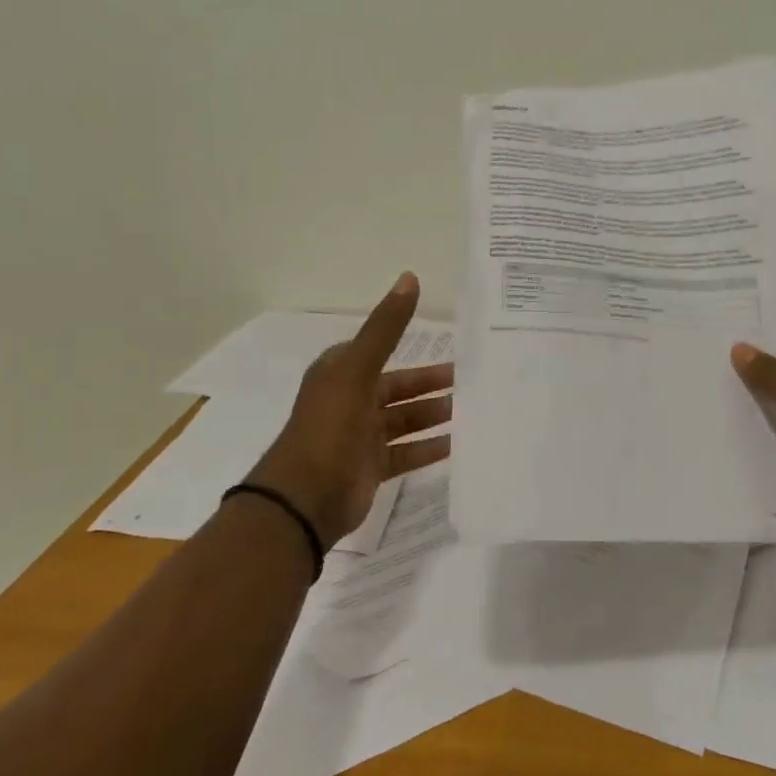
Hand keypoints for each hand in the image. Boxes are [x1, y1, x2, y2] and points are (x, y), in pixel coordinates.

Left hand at [244, 272, 453, 545]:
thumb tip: (410, 277)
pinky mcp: (370, 468)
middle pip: (398, 388)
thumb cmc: (330, 426)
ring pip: (405, 420)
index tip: (448, 346)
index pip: (381, 351)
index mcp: (341, 373)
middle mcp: (350, 401)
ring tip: (470, 410)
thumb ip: (386, 327)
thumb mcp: (358, 369)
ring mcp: (360, 436)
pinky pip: (406, 452)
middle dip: (431, 385)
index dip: (412, 346)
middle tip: (470, 381)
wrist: (305, 498)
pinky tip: (457, 444)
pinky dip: (428, 447)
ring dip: (434, 415)